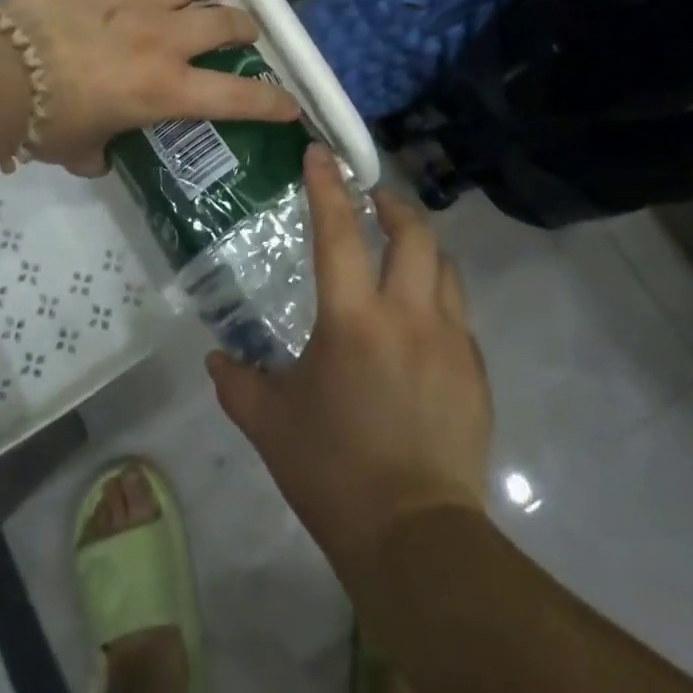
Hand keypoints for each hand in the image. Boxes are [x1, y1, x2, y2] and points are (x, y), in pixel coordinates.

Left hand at [1, 0, 298, 174]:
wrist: (0, 69)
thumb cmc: (45, 119)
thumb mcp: (80, 149)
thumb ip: (100, 153)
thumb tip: (100, 157)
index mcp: (166, 90)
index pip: (237, 99)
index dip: (272, 103)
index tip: (292, 105)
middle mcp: (166, 39)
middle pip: (225, 24)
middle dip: (245, 28)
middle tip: (246, 31)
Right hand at [207, 145, 492, 575]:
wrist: (416, 539)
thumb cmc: (334, 471)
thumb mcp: (270, 424)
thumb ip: (237, 382)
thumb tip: (216, 358)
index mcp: (353, 319)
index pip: (339, 233)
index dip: (327, 187)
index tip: (320, 153)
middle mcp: (408, 315)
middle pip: (413, 233)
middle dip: (393, 204)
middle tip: (374, 199)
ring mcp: (451, 342)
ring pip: (446, 268)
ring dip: (422, 248)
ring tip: (402, 253)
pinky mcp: (475, 372)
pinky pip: (459, 317)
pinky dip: (439, 301)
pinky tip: (420, 327)